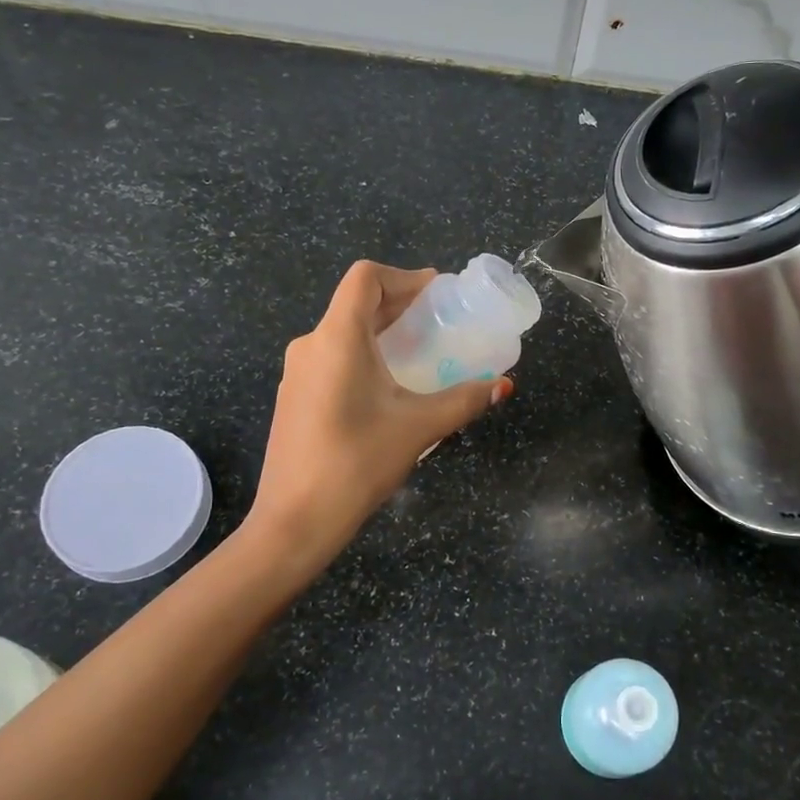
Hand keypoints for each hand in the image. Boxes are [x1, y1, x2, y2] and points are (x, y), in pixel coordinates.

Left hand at [245, 261, 512, 563]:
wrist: (295, 521)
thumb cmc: (357, 463)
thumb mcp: (419, 427)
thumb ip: (465, 400)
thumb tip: (504, 385)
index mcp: (337, 338)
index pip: (365, 278)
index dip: (404, 277)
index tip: (436, 293)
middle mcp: (311, 345)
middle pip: (355, 303)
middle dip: (398, 304)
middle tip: (438, 318)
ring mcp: (297, 374)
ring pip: (342, 332)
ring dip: (380, 331)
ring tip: (419, 350)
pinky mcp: (295, 398)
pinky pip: (332, 358)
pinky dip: (363, 355)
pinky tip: (387, 386)